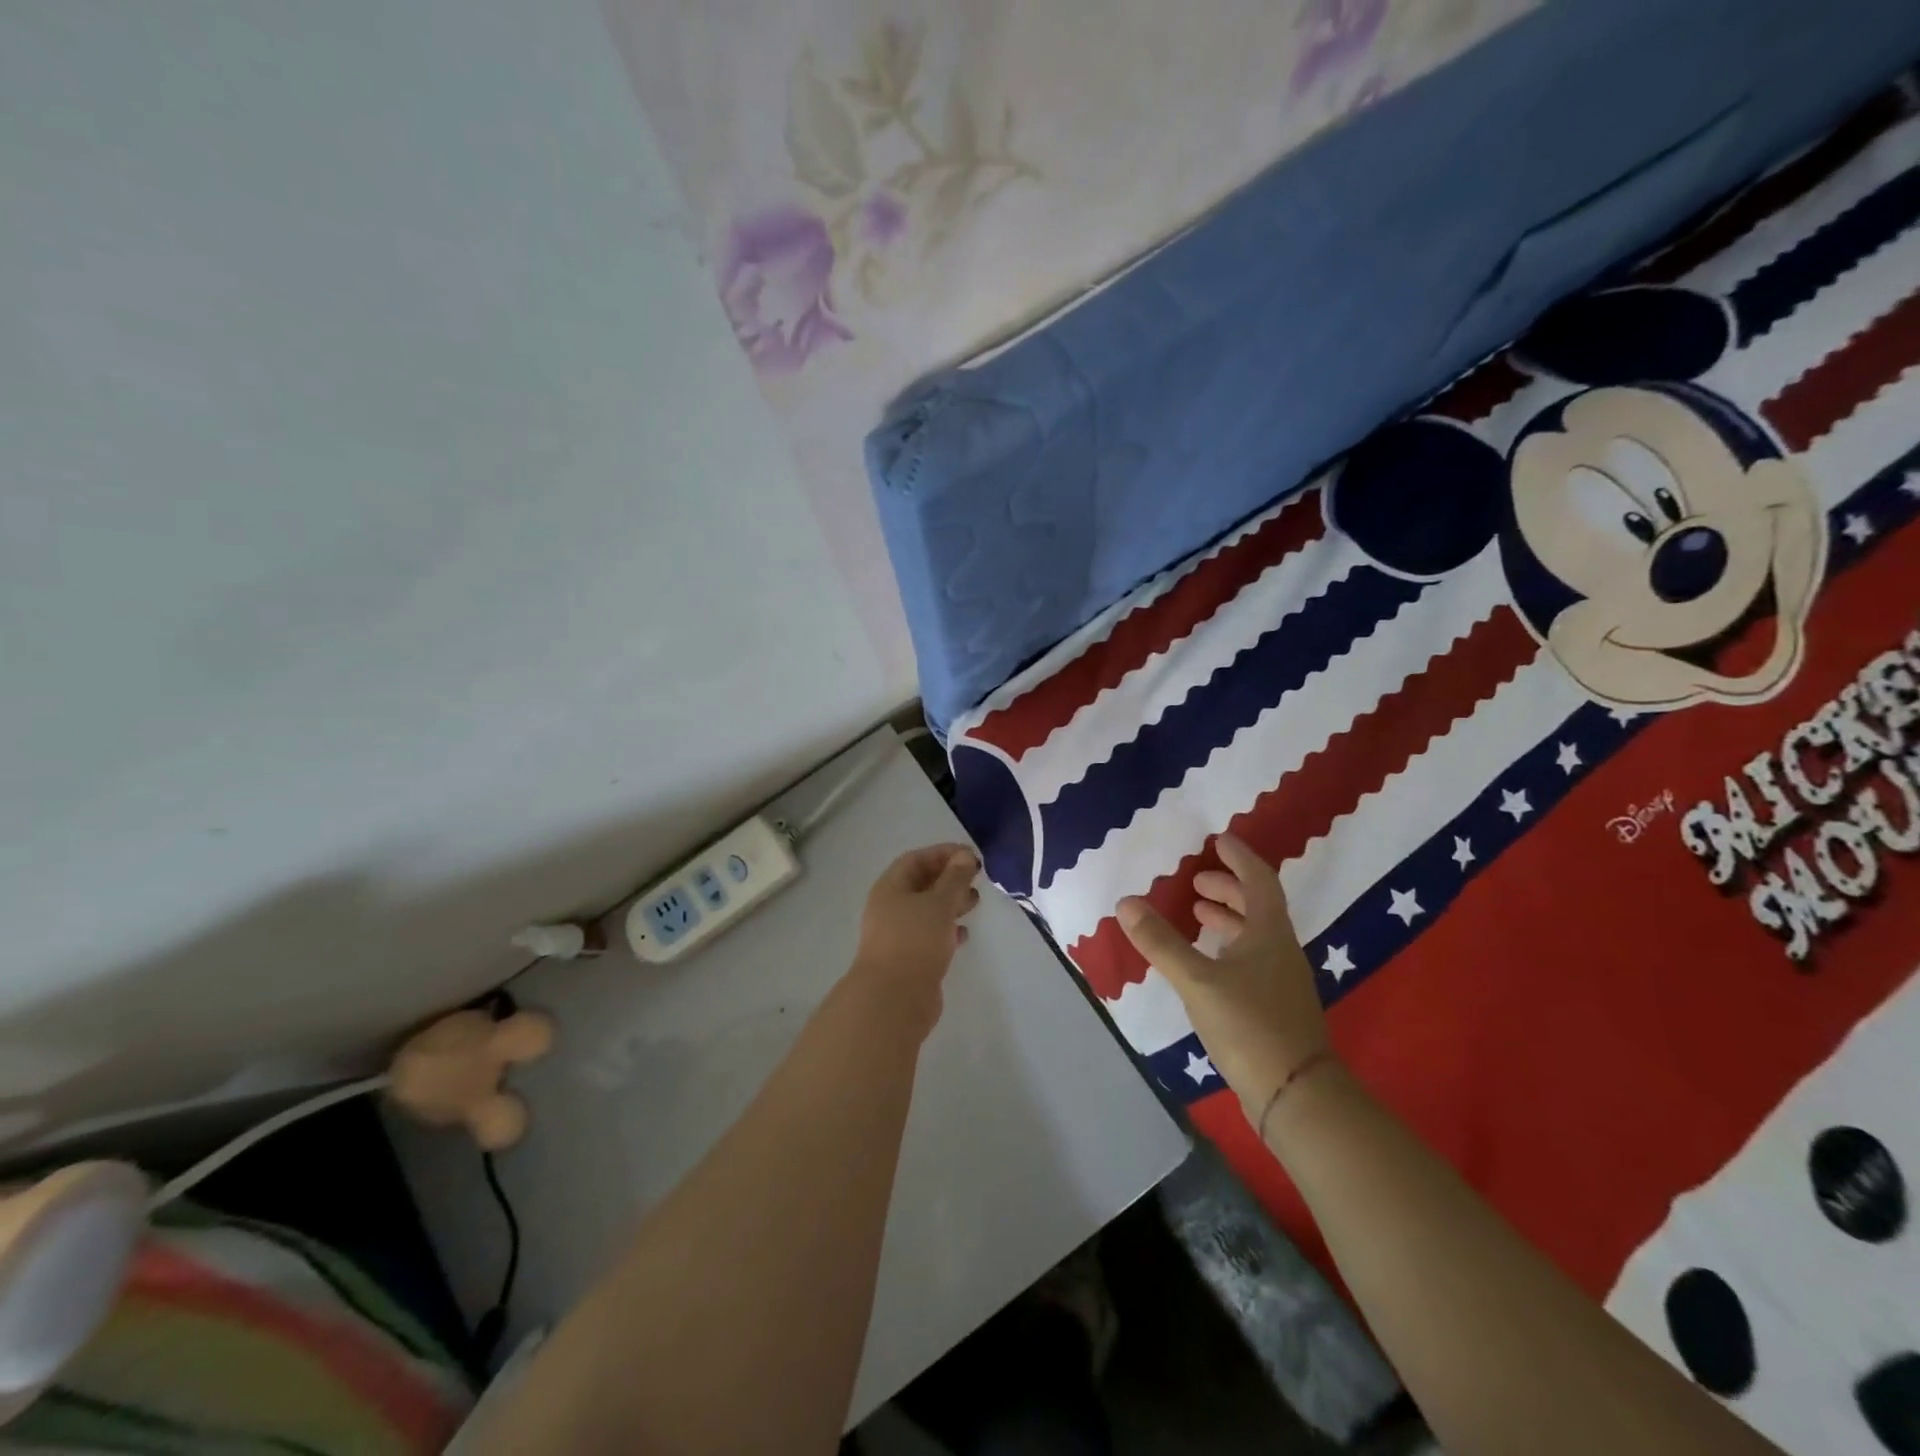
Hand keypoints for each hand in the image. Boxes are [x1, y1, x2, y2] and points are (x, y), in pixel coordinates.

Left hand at [852, 845, 980, 1022]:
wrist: (894, 1000)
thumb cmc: (915, 941)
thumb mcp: (939, 903)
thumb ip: (954, 878)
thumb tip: (964, 856)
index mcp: (890, 888)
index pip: (916, 859)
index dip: (943, 853)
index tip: (971, 856)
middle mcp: (890, 908)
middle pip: (921, 884)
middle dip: (949, 878)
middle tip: (976, 878)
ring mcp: (898, 935)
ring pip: (927, 911)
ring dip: (950, 903)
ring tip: (975, 902)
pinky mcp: (909, 960)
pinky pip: (930, 936)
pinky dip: (947, 931)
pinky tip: (964, 935)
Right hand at [1118, 834, 1328, 1119]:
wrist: (1296, 1094)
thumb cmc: (1249, 1025)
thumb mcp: (1198, 981)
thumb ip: (1161, 942)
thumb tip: (1126, 902)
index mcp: (1269, 934)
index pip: (1259, 881)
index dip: (1240, 858)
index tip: (1219, 839)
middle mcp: (1280, 951)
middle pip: (1258, 906)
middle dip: (1228, 888)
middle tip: (1197, 881)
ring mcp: (1281, 982)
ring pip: (1255, 935)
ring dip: (1227, 918)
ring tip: (1197, 914)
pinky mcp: (1275, 1008)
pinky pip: (1251, 960)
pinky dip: (1228, 947)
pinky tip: (1207, 963)